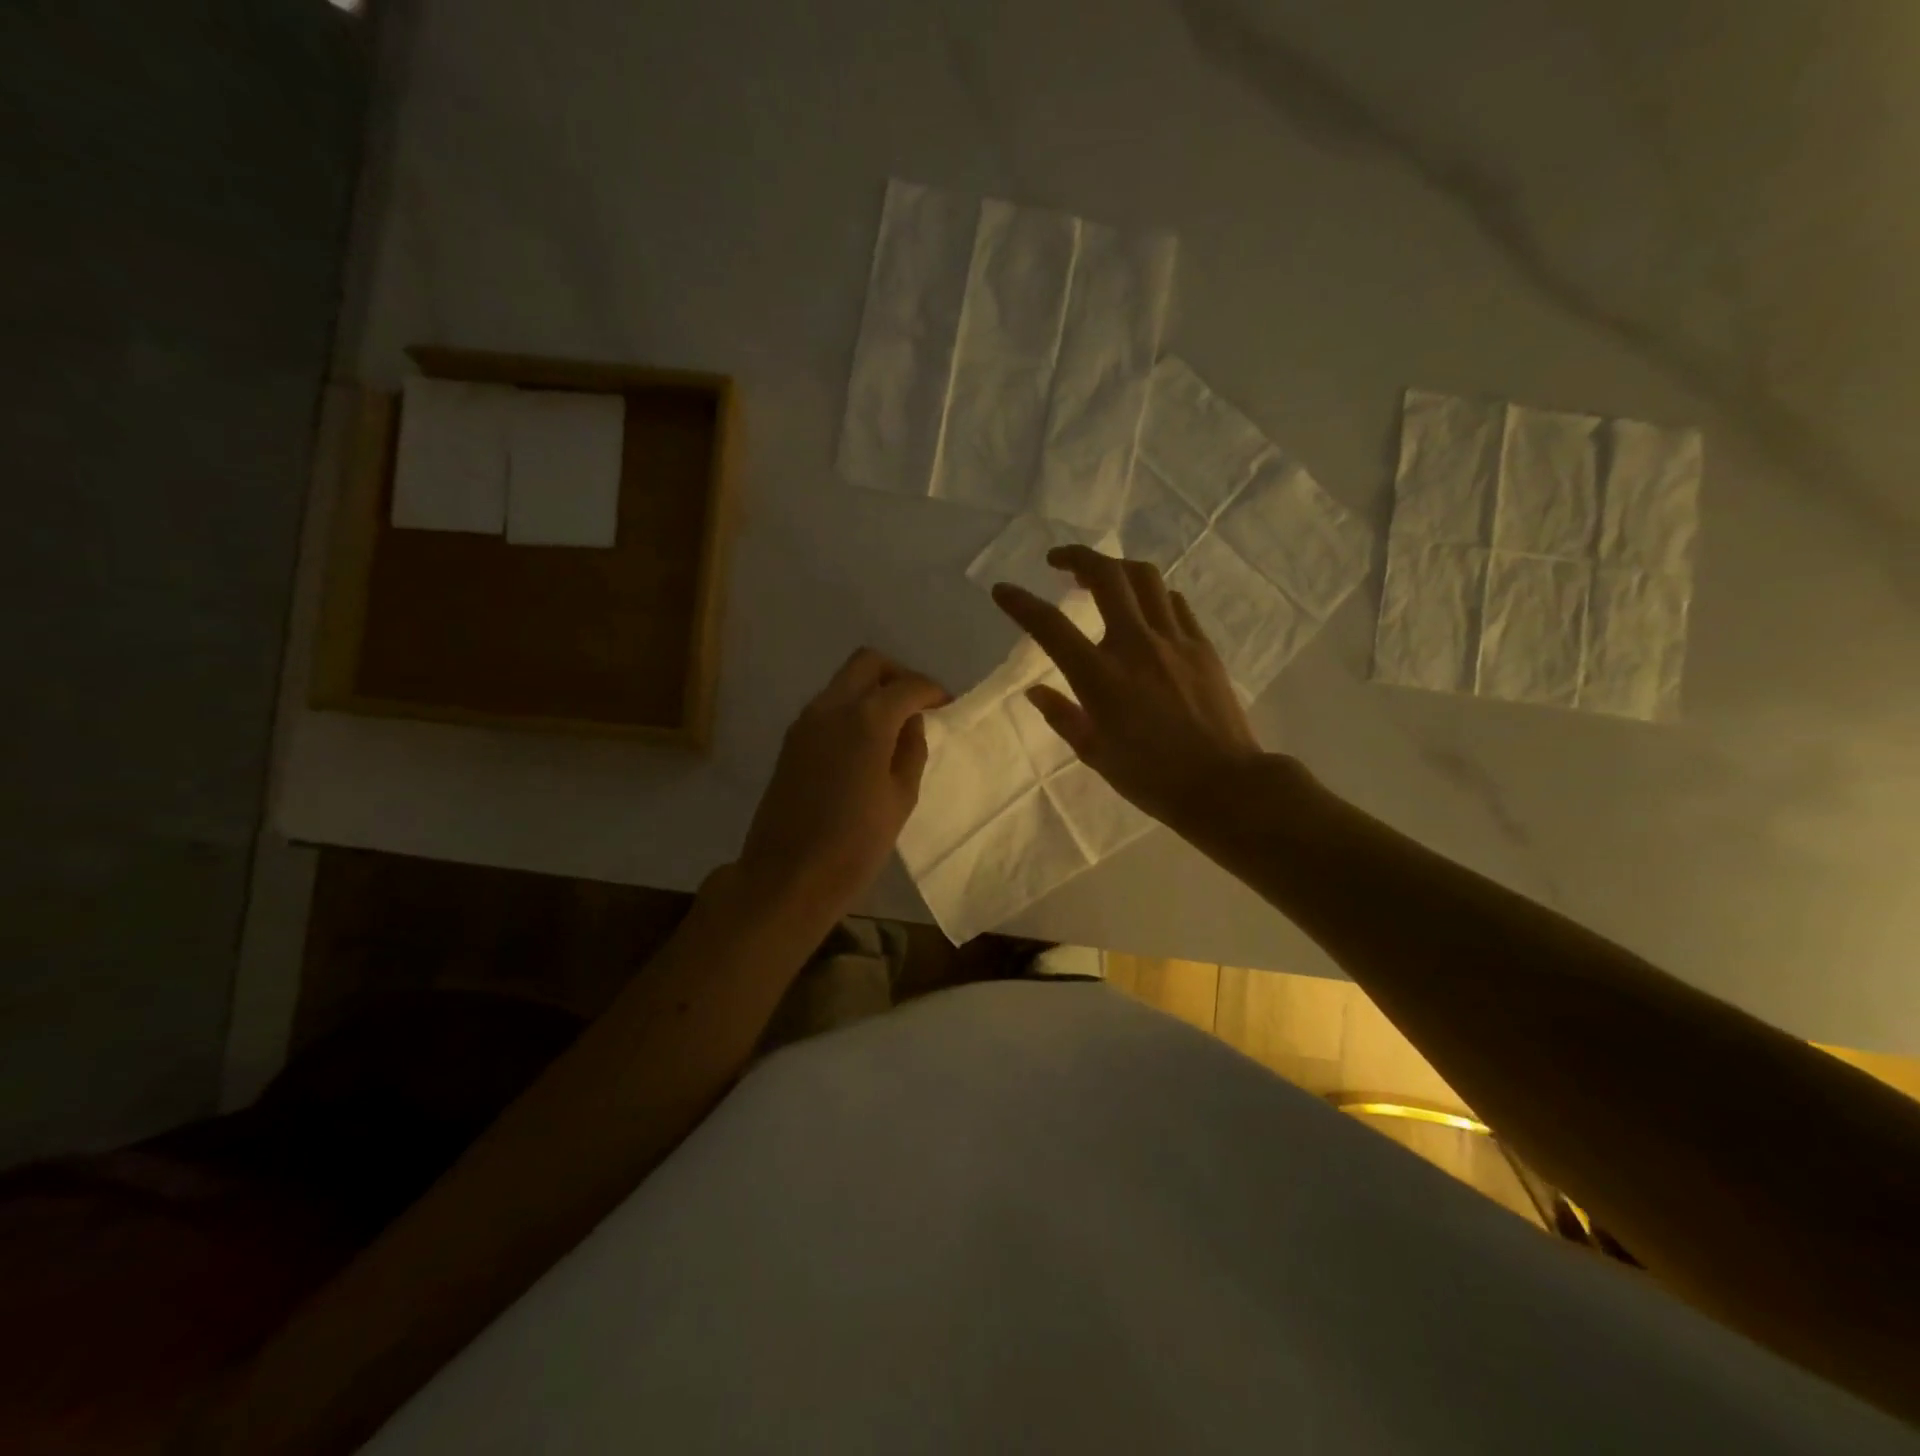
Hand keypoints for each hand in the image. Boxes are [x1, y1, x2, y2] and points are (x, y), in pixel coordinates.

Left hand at [737, 648, 948, 924]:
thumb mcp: (900, 798)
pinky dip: (851, 710)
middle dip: (898, 675)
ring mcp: (805, 722)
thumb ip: (911, 751)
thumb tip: (911, 723)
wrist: (788, 877)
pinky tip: (866, 744)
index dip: (932, 691)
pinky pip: (827, 707)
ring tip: (895, 726)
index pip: (907, 686)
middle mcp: (831, 707)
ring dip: (872, 691)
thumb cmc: (855, 845)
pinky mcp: (790, 742)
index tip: (947, 705)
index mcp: (866, 720)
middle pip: (867, 663)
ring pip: (843, 682)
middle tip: (918, 704)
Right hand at [991, 546, 1264, 829]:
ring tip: (1100, 577)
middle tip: (1058, 561)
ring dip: (1116, 568)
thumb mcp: (1095, 754)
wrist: (1224, 784)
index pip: (1050, 627)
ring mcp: (1174, 640)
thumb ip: (1063, 716)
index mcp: (1100, 677)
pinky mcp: (1202, 645)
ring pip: (1144, 578)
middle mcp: (1136, 646)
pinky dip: (1151, 595)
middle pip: (1106, 576)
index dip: (1021, 604)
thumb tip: (1036, 691)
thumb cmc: (1151, 778)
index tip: (1002, 590)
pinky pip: (1173, 602)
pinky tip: (1143, 608)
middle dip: (1076, 557)